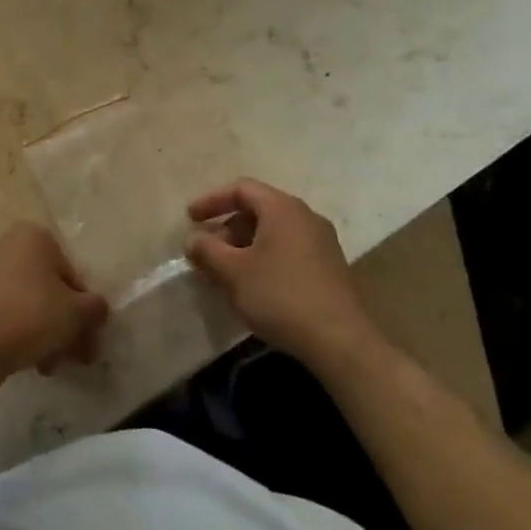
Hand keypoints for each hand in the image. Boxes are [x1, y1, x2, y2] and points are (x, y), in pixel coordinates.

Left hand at [0, 223, 110, 378]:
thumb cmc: (31, 316)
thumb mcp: (77, 313)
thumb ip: (96, 308)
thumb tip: (98, 309)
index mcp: (33, 235)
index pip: (72, 274)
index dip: (84, 310)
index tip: (87, 339)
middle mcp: (5, 243)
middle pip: (47, 288)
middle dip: (63, 324)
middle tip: (73, 357)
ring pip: (25, 301)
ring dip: (42, 332)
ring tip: (48, 366)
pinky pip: (2, 310)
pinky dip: (16, 330)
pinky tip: (25, 360)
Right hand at [185, 179, 379, 365]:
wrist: (340, 340)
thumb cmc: (280, 295)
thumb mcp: (233, 272)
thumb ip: (207, 250)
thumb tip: (193, 239)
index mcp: (282, 208)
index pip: (241, 188)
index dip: (211, 200)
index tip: (190, 219)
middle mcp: (305, 216)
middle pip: (258, 209)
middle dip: (227, 227)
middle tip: (207, 251)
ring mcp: (321, 242)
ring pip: (273, 232)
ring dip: (244, 245)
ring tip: (225, 271)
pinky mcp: (329, 267)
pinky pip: (288, 249)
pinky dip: (264, 258)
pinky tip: (253, 285)